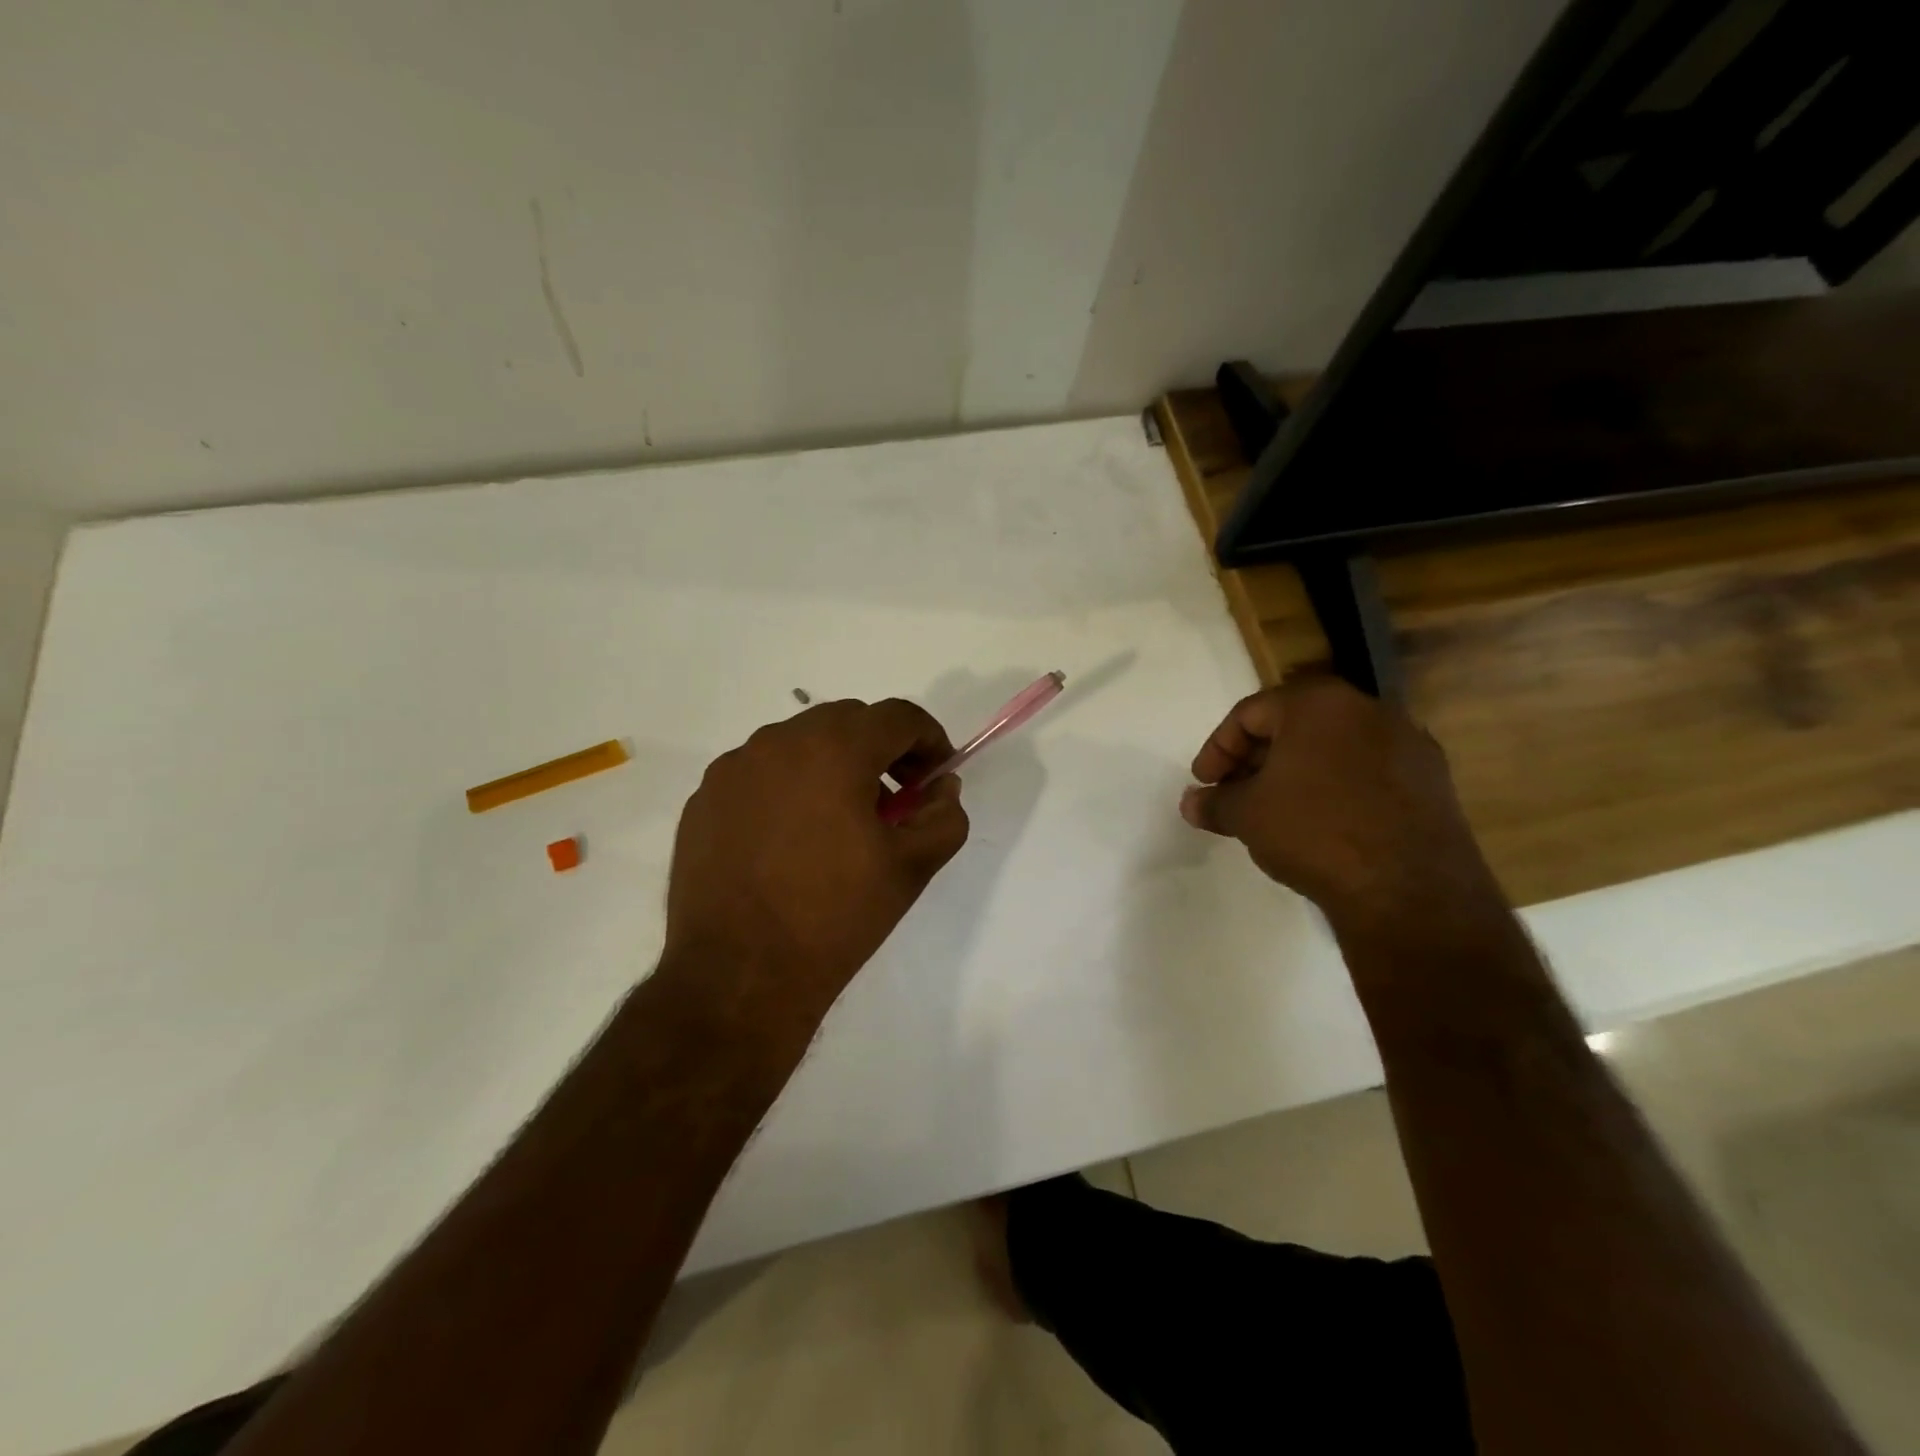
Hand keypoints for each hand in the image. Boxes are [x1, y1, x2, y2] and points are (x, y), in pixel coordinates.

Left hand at [662, 698, 969, 1014]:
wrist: (739, 975)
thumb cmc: (836, 918)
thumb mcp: (912, 868)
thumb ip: (944, 815)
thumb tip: (941, 788)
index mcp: (835, 750)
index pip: (897, 716)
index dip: (929, 739)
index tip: (935, 777)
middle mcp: (779, 742)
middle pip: (847, 721)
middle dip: (881, 749)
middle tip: (894, 799)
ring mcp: (733, 768)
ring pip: (800, 743)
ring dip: (832, 764)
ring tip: (840, 821)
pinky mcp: (704, 798)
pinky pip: (760, 772)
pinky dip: (788, 786)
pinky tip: (791, 838)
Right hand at [1179, 671, 1504, 936]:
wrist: (1409, 890)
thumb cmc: (1314, 832)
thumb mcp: (1246, 816)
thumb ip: (1214, 802)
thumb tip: (1191, 803)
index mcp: (1318, 703)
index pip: (1250, 713)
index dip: (1218, 748)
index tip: (1205, 782)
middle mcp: (1367, 709)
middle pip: (1294, 725)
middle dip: (1256, 759)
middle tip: (1234, 794)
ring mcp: (1407, 744)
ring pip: (1333, 749)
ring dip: (1296, 774)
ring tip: (1274, 812)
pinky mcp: (1433, 781)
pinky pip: (1366, 773)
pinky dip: (1336, 789)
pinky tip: (1321, 825)